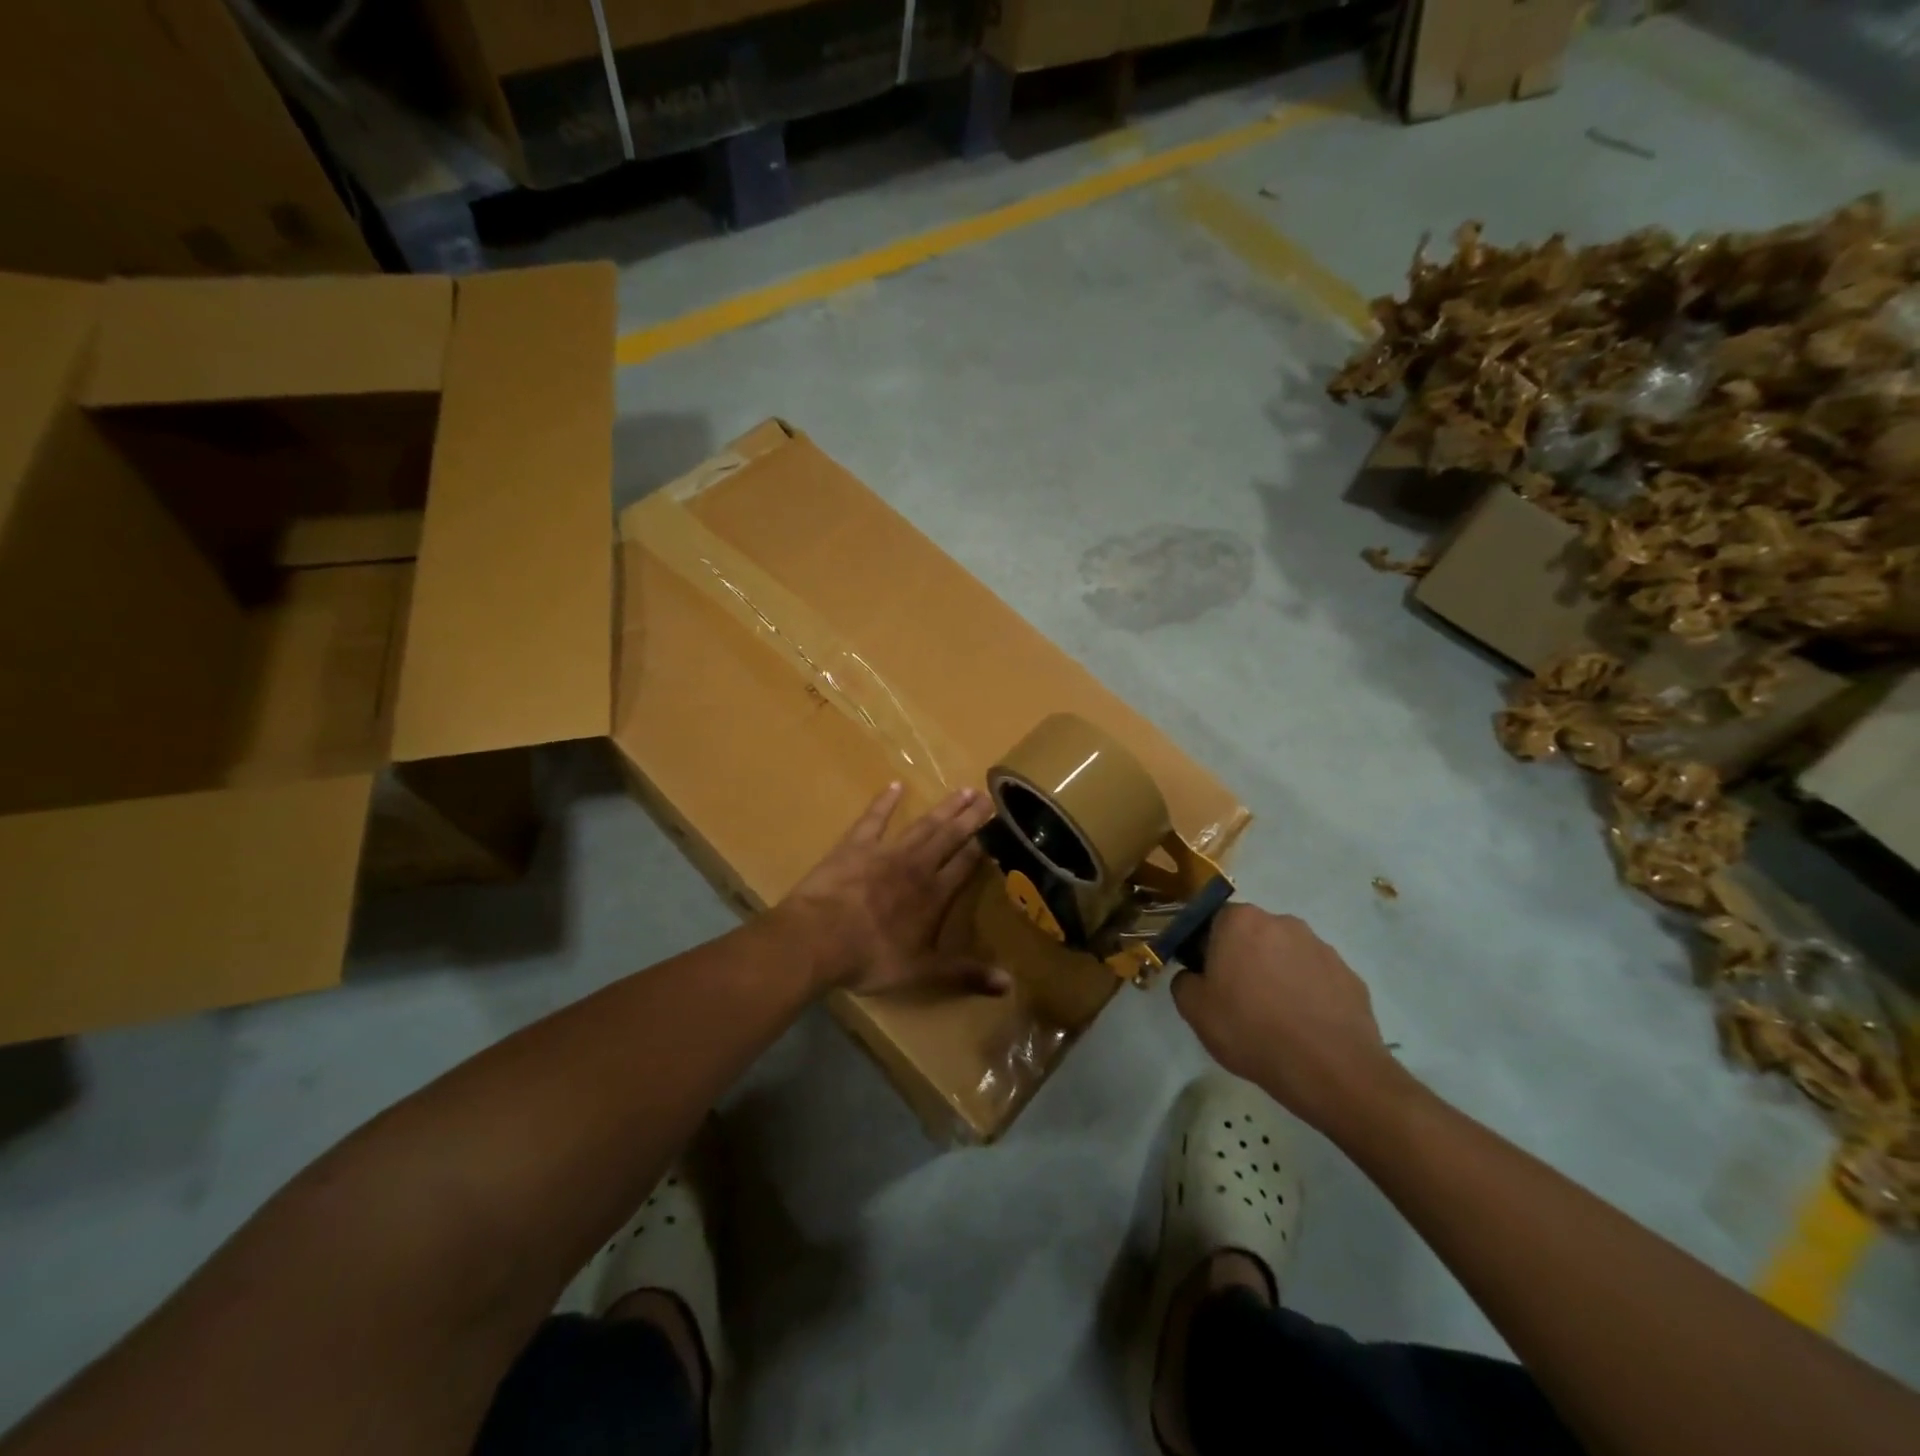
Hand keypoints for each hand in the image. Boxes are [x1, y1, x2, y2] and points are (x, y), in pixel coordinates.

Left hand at [779, 782, 1009, 998]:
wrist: (818, 937)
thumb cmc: (871, 957)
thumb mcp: (922, 972)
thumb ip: (965, 973)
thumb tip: (1009, 984)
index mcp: (934, 895)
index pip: (966, 864)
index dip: (984, 845)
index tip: (1001, 825)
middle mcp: (916, 866)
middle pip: (949, 837)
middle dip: (969, 818)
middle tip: (987, 796)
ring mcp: (885, 852)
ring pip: (922, 825)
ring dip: (943, 807)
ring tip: (962, 790)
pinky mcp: (855, 846)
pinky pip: (874, 819)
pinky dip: (885, 802)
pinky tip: (895, 786)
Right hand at [1172, 905, 1406, 1133]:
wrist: (1330, 1070)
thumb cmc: (1251, 1030)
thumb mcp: (1194, 1010)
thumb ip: (1183, 981)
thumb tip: (1194, 975)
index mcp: (1240, 921)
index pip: (1212, 922)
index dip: (1206, 950)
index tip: (1209, 980)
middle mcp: (1281, 922)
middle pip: (1252, 935)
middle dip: (1244, 958)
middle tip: (1239, 999)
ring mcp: (1320, 947)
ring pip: (1286, 954)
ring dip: (1277, 974)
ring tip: (1276, 1017)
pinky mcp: (1349, 975)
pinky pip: (1316, 978)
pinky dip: (1307, 994)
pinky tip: (1304, 1026)